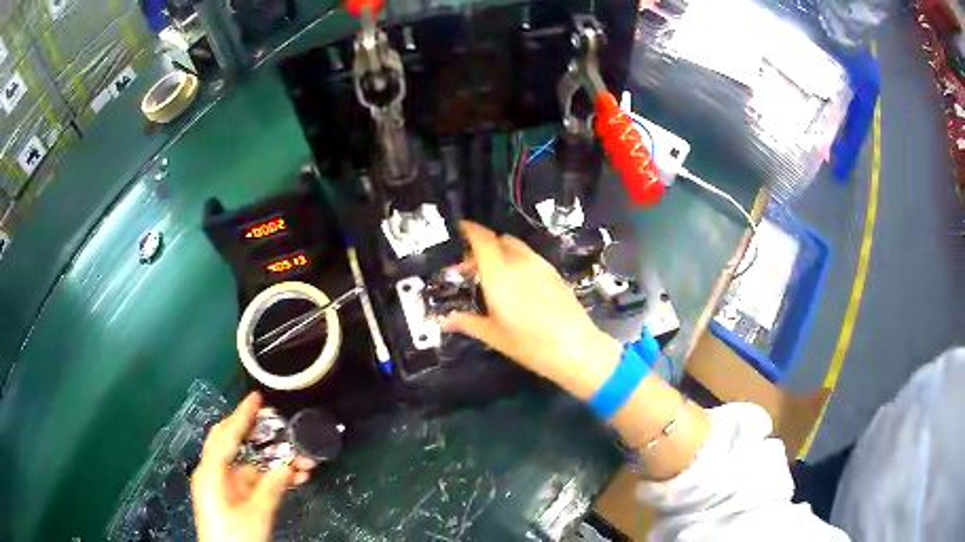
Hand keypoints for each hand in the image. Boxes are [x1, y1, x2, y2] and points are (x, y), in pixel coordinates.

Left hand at [191, 393, 316, 541]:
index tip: (256, 398)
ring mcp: (223, 486)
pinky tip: (293, 478)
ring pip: (248, 465)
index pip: (226, 436)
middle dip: (255, 433)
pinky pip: (252, 480)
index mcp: (211, 473)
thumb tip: (289, 467)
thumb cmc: (235, 536)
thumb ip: (271, 488)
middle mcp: (214, 474)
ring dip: (274, 463)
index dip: (242, 416)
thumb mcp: (256, 514)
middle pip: (231, 443)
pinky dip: (271, 478)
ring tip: (302, 461)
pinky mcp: (231, 498)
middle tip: (275, 422)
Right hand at [442, 221, 621, 400]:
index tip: (460, 228)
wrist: (576, 348)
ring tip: (494, 274)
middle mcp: (520, 263)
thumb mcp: (494, 336)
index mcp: (499, 275)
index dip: (470, 230)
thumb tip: (445, 321)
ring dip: (501, 252)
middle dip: (483, 245)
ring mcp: (540, 266)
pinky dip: (518, 260)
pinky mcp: (555, 273)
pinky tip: (517, 283)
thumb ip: (468, 323)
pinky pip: (530, 257)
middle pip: (499, 240)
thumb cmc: (530, 344)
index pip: (482, 240)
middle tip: (472, 264)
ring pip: (517, 247)